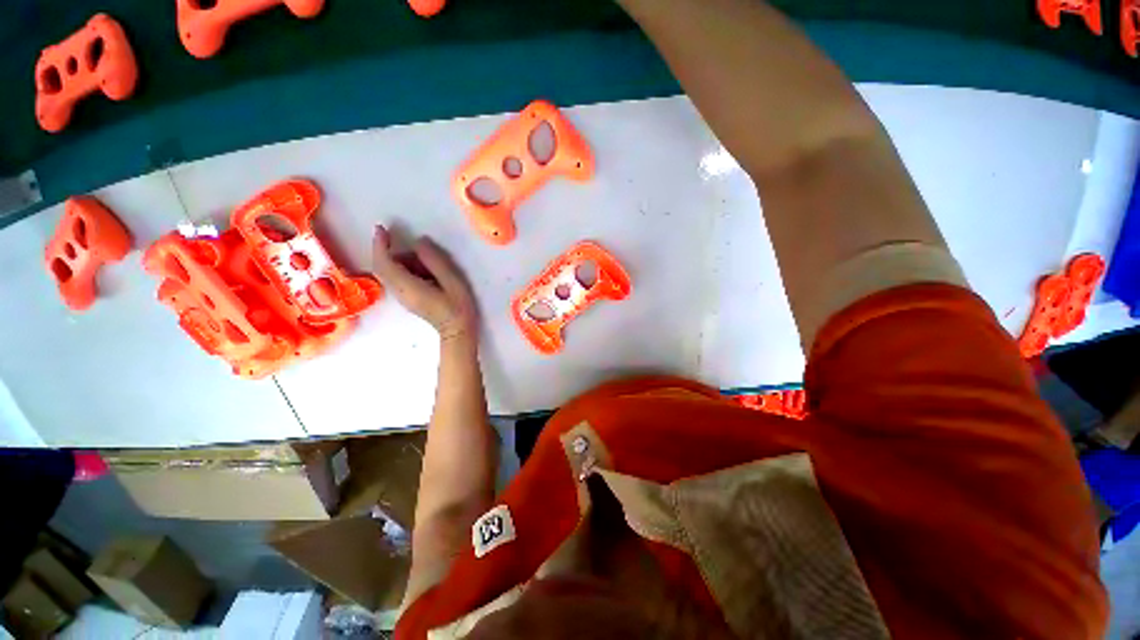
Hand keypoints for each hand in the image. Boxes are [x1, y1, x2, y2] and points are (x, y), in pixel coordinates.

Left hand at [373, 225, 477, 341]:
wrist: (458, 332)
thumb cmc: (458, 308)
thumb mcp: (452, 282)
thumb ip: (435, 261)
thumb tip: (420, 242)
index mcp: (408, 287)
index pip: (384, 263)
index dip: (380, 244)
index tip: (381, 228)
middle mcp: (399, 292)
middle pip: (383, 267)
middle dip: (391, 251)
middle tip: (413, 246)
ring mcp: (402, 297)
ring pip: (390, 272)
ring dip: (403, 261)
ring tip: (429, 263)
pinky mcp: (408, 299)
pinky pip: (398, 278)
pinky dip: (405, 268)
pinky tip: (427, 272)